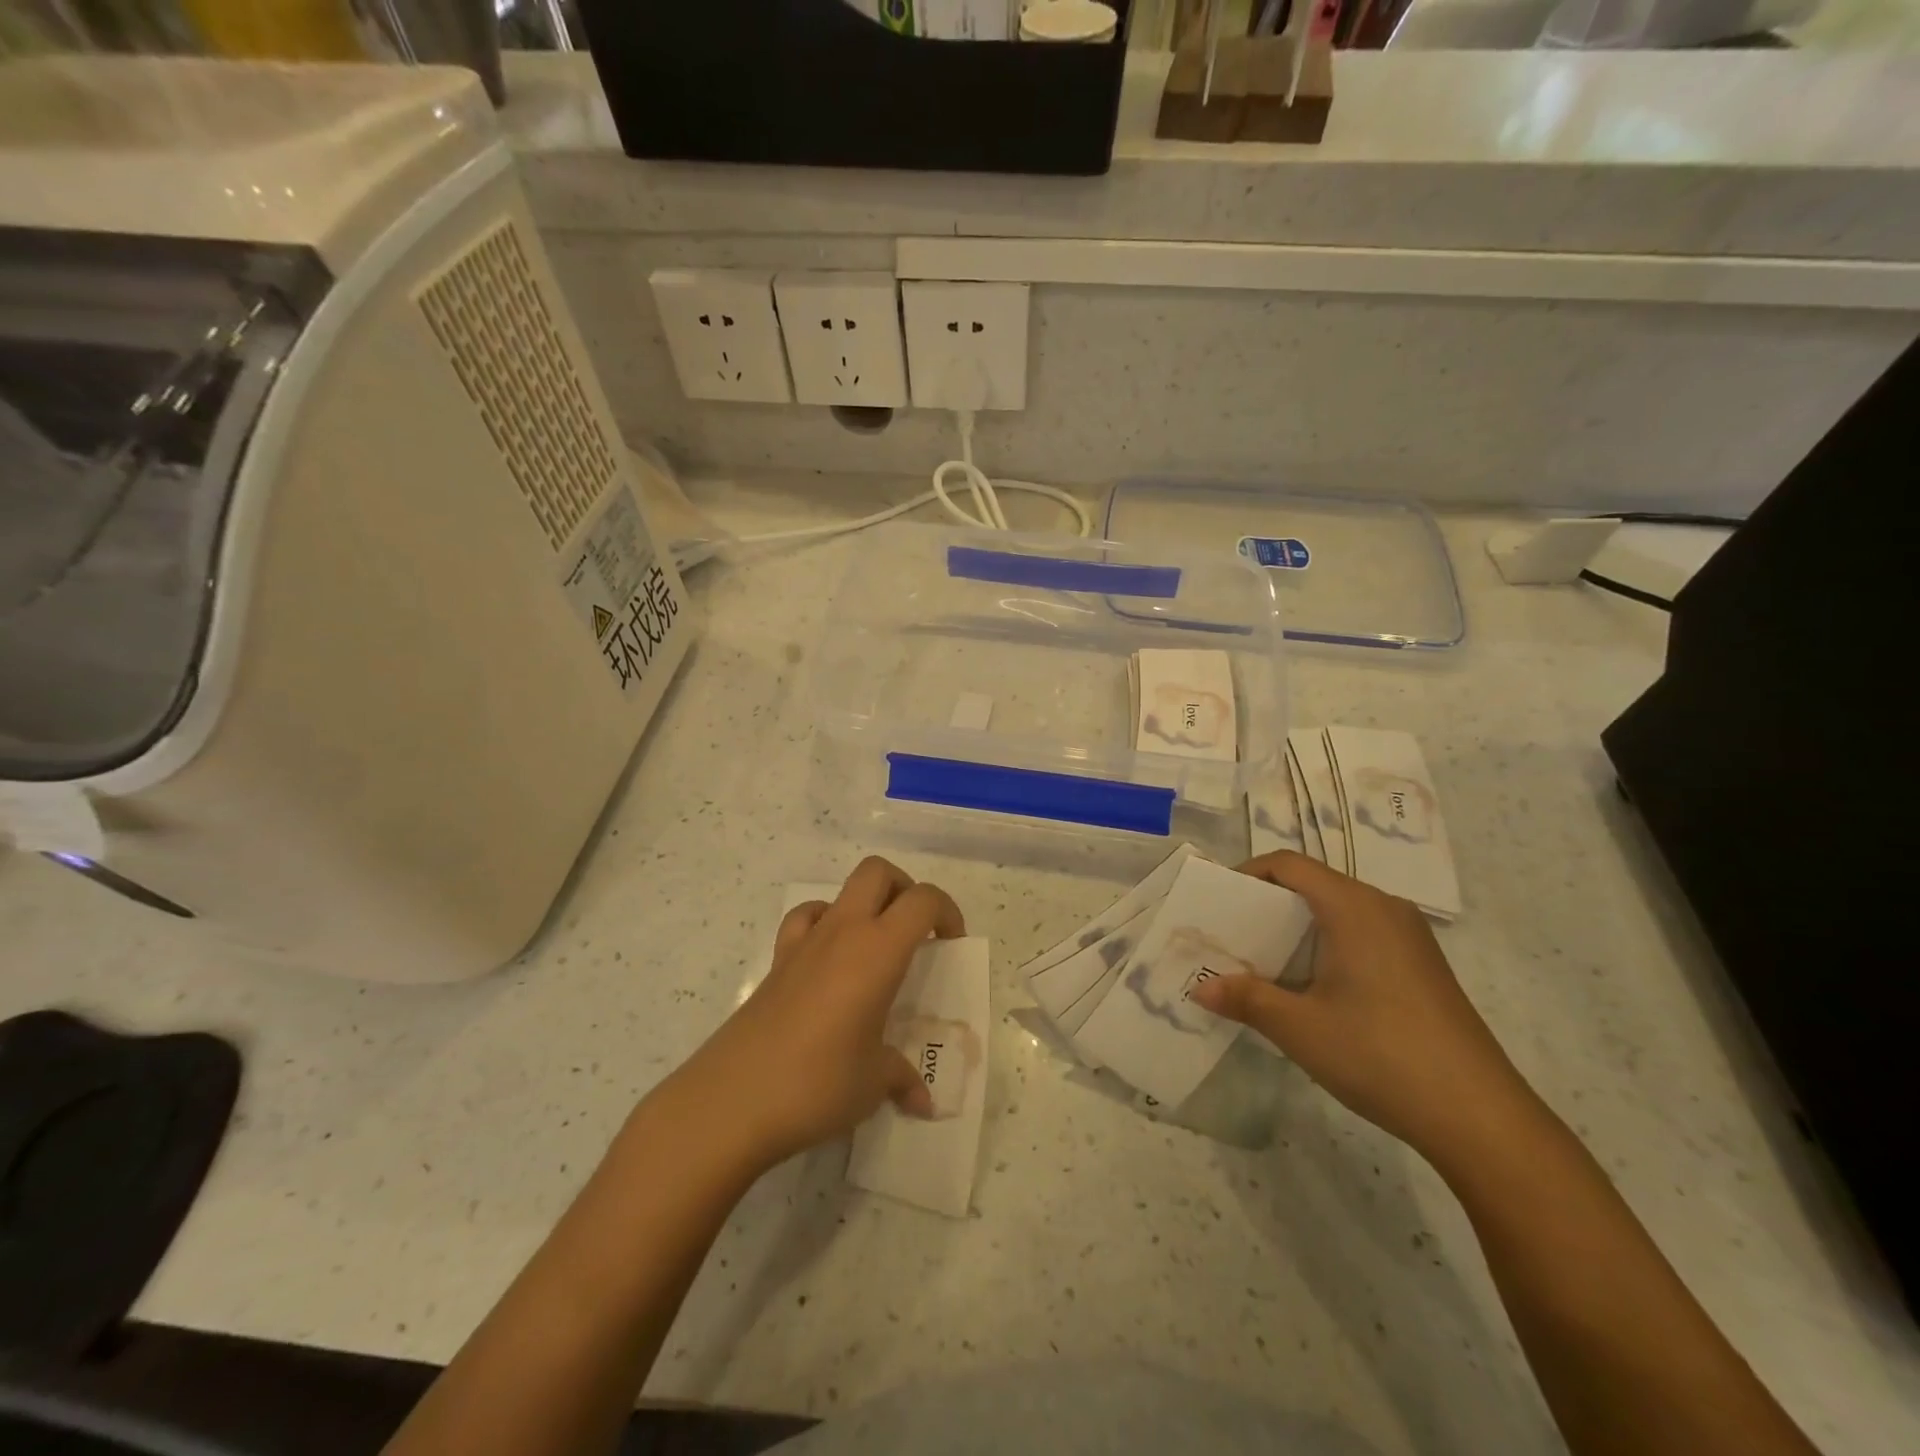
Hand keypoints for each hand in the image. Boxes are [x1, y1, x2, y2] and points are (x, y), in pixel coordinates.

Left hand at [679, 857, 963, 1171]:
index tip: (951, 944)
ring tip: (874, 950)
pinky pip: (804, 920)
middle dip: (904, 889)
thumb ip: (903, 1079)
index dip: (947, 911)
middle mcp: (843, 932)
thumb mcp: (873, 1084)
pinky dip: (823, 924)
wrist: (731, 1101)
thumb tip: (925, 1102)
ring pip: (841, 891)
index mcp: (878, 951)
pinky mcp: (776, 962)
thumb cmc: (817, 1084)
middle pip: (878, 873)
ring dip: (866, 905)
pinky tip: (828, 961)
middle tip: (915, 932)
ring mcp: (804, 942)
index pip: (923, 900)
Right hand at [1190, 851, 1534, 1163]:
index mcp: (1354, 907)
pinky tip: (1311, 989)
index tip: (1216, 903)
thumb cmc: (1380, 1055)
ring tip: (1262, 963)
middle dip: (1266, 905)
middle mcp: (1384, 908)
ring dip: (1295, 929)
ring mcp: (1409, 938)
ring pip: (1338, 912)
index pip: (1289, 864)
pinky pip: (1361, 935)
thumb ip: (1246, 999)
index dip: (1247, 874)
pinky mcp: (1422, 966)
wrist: (1481, 1118)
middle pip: (1313, 885)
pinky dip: (1325, 946)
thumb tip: (1200, 988)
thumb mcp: (1299, 1027)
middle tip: (1231, 936)